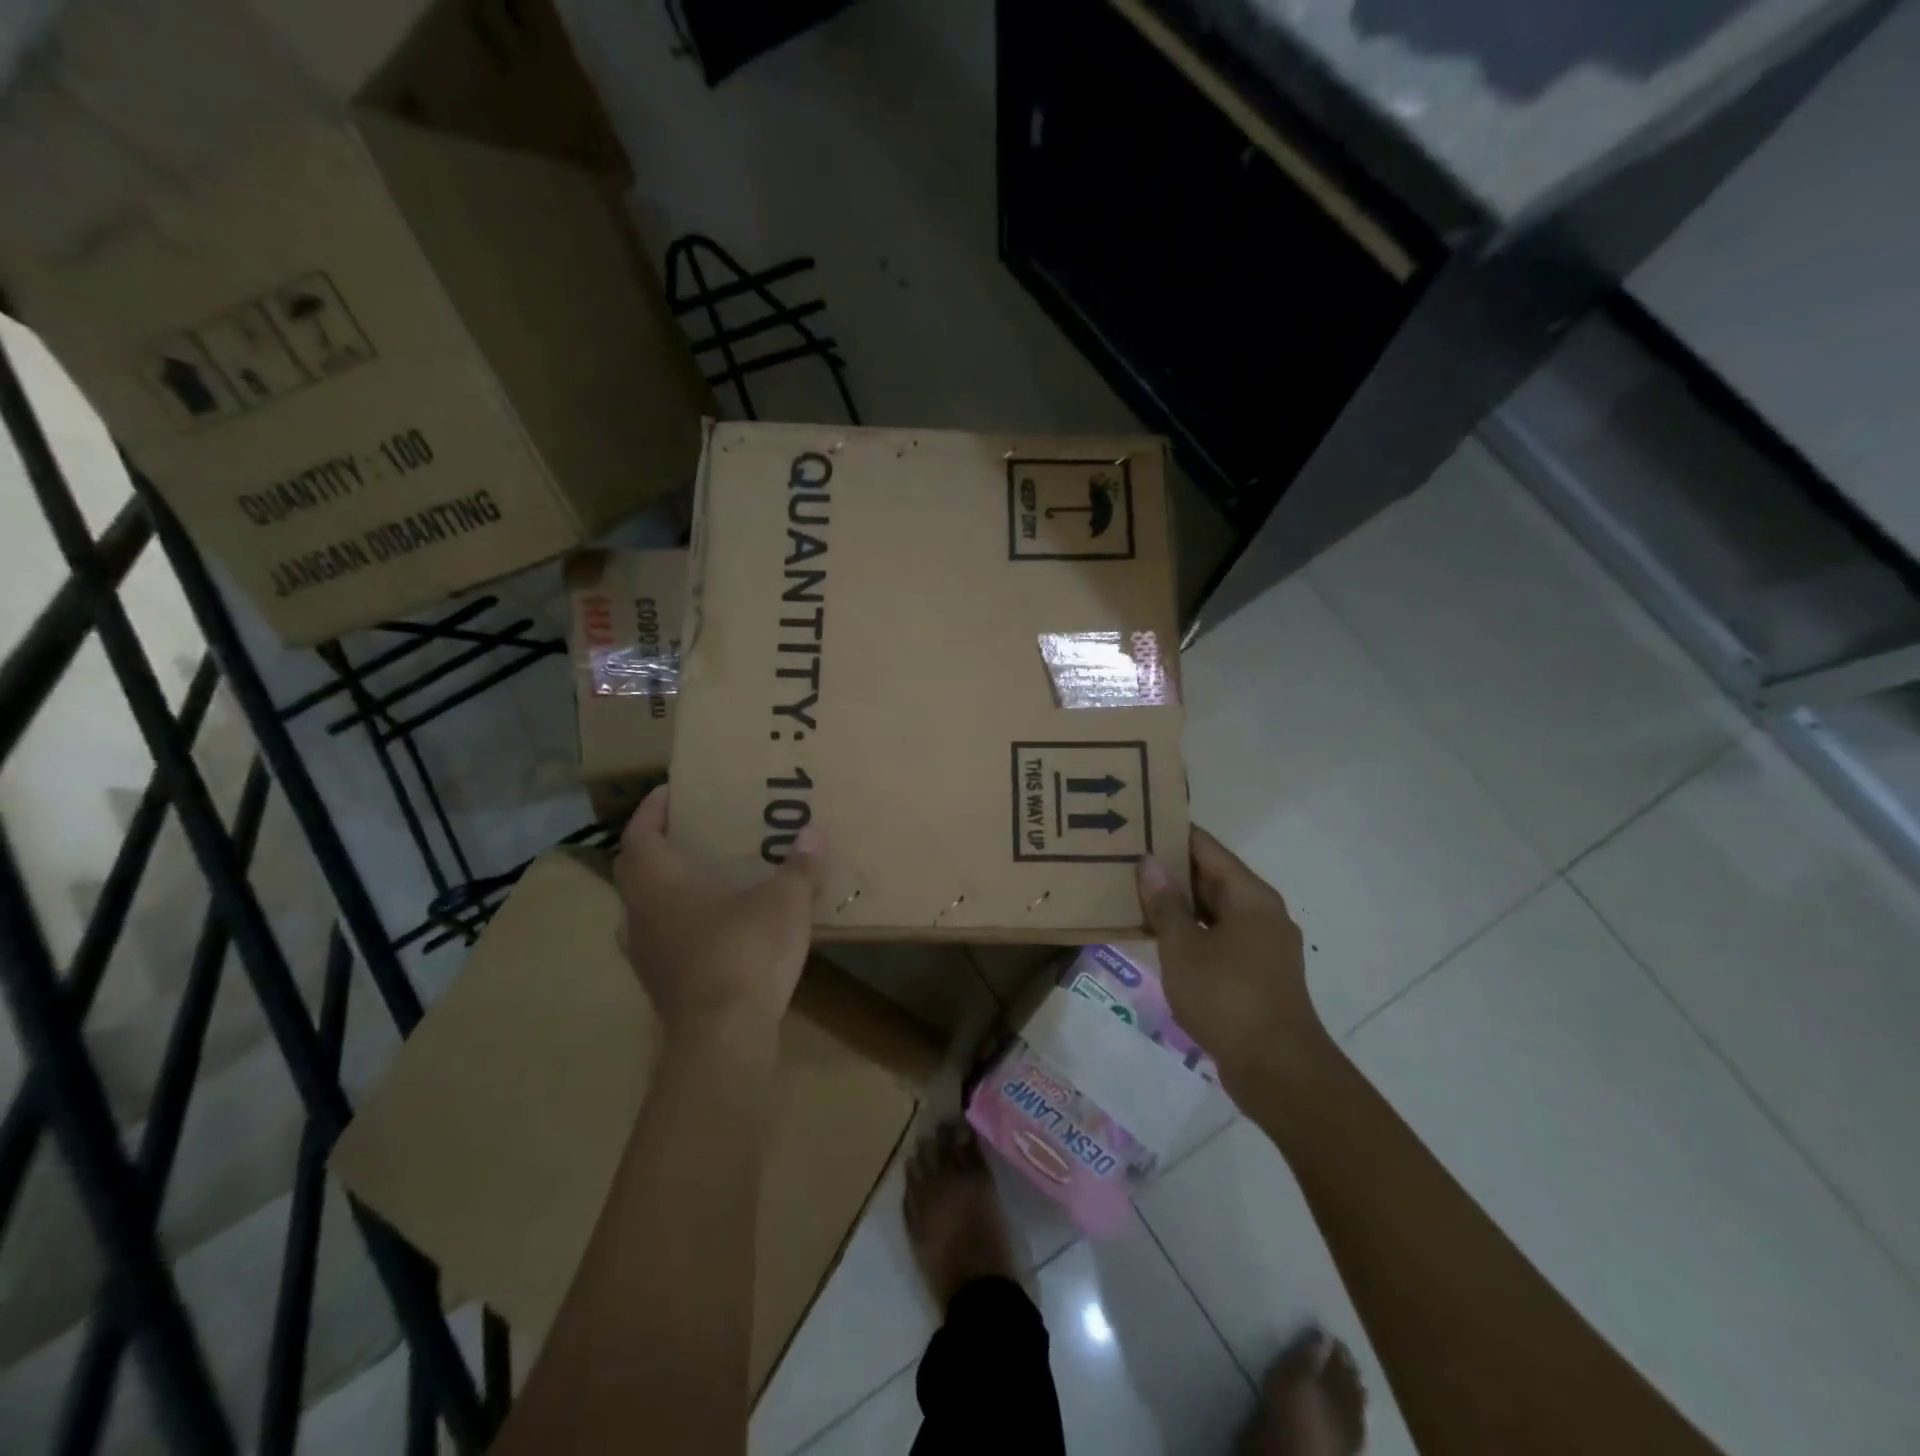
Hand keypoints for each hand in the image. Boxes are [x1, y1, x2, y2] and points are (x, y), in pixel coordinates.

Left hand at [615, 785, 822, 1041]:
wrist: (723, 1035)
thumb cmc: (746, 950)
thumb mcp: (784, 901)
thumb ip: (798, 866)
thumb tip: (813, 834)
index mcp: (659, 882)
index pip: (639, 833)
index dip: (650, 810)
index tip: (669, 792)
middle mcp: (640, 913)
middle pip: (632, 869)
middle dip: (653, 845)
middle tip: (685, 831)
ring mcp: (643, 953)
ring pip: (640, 908)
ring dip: (660, 888)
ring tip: (696, 878)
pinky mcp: (658, 985)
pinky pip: (658, 940)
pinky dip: (675, 925)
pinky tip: (707, 930)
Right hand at [1137, 827, 1326, 1094]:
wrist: (1278, 1070)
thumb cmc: (1227, 998)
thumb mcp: (1183, 948)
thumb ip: (1164, 904)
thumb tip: (1149, 862)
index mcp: (1249, 895)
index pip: (1206, 847)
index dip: (1172, 833)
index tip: (1137, 822)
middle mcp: (1261, 911)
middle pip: (1211, 876)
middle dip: (1171, 868)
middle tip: (1125, 857)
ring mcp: (1262, 944)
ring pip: (1213, 909)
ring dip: (1178, 902)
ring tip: (1133, 892)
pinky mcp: (1257, 972)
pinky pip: (1218, 936)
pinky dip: (1190, 930)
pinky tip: (1158, 936)